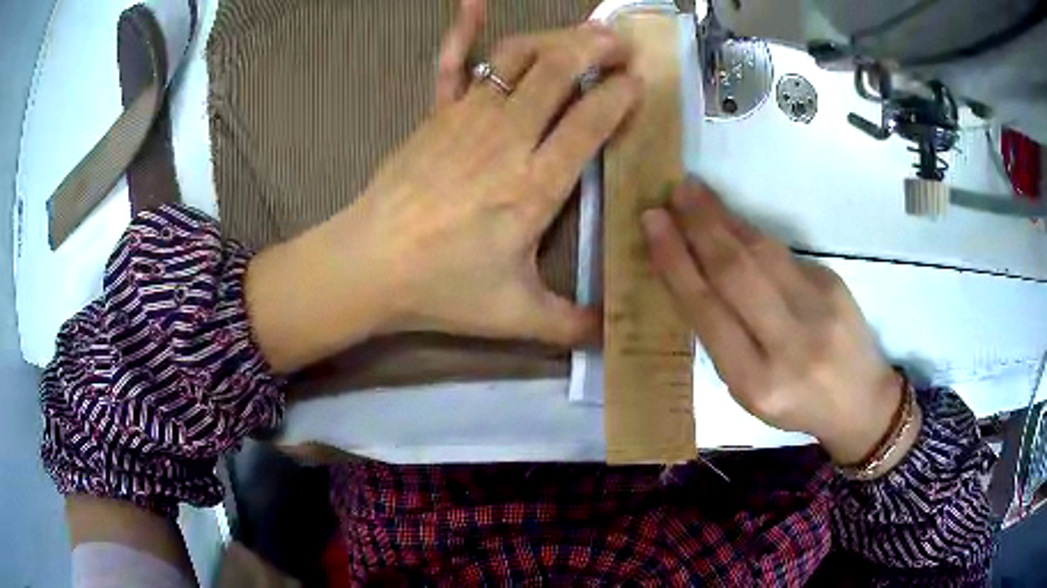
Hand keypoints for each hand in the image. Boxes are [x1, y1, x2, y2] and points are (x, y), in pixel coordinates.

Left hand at [329, 24, 637, 342]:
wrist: (369, 266)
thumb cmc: (442, 288)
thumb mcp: (515, 317)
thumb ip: (570, 325)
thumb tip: (613, 338)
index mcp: (534, 184)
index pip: (589, 121)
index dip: (618, 96)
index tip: (637, 85)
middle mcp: (506, 138)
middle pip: (557, 72)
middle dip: (594, 49)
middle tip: (619, 44)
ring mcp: (466, 118)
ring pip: (516, 59)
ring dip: (553, 38)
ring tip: (580, 32)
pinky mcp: (434, 115)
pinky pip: (450, 64)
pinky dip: (462, 30)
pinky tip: (473, 2)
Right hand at [642, 180, 904, 464]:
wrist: (861, 401)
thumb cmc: (796, 403)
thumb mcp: (750, 391)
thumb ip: (723, 338)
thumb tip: (693, 273)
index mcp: (756, 381)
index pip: (707, 310)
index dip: (676, 262)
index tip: (654, 224)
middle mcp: (788, 345)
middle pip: (735, 273)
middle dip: (698, 227)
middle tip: (673, 194)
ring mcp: (817, 310)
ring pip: (761, 253)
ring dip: (723, 219)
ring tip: (695, 193)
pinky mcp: (833, 284)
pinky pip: (782, 252)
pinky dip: (751, 232)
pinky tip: (732, 221)